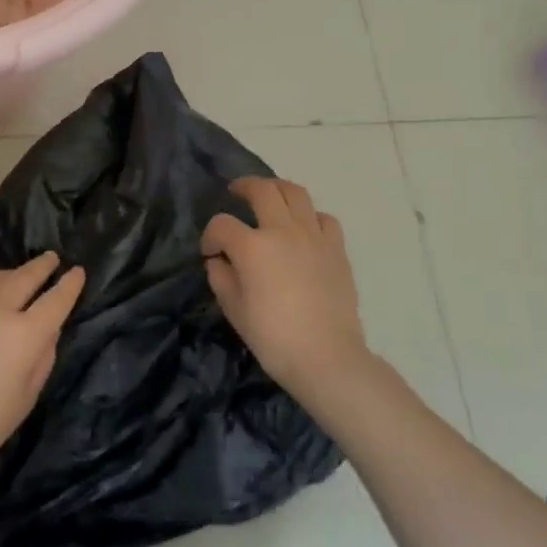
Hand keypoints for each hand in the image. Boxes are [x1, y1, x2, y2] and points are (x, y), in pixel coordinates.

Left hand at [0, 252, 85, 493]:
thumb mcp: (25, 399)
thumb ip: (42, 358)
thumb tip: (48, 330)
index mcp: (23, 334)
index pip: (55, 300)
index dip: (70, 285)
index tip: (78, 271)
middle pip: (25, 276)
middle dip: (43, 266)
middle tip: (52, 258)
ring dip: (14, 275)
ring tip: (21, 277)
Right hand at [201, 177, 370, 408]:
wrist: (328, 358)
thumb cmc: (274, 338)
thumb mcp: (234, 311)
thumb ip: (221, 278)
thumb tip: (219, 261)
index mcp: (252, 247)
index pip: (221, 225)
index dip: (210, 236)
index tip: (210, 252)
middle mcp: (282, 231)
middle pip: (262, 189)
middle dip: (243, 187)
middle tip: (235, 193)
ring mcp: (313, 236)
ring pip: (296, 192)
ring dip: (277, 188)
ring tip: (270, 196)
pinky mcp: (336, 249)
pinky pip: (324, 218)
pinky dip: (310, 216)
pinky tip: (304, 229)